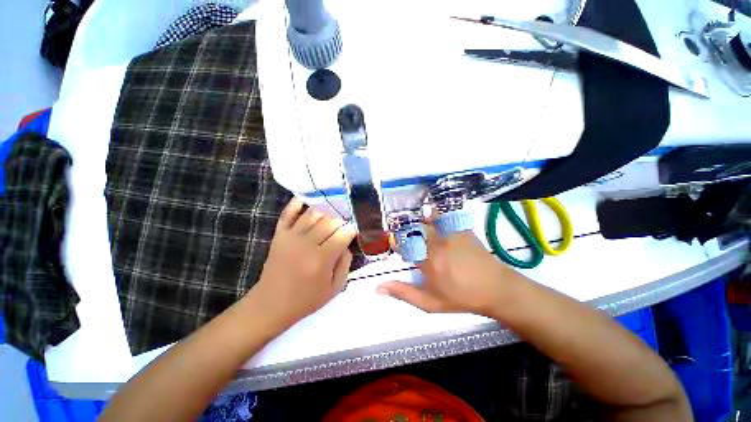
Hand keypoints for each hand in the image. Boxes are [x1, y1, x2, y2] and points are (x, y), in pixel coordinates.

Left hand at [250, 198, 355, 328]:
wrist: (271, 304)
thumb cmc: (306, 299)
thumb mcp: (335, 288)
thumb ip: (345, 263)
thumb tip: (346, 244)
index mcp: (321, 259)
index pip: (343, 234)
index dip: (351, 230)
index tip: (353, 232)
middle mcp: (306, 244)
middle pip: (330, 221)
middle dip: (341, 221)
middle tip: (344, 226)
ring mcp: (291, 236)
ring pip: (313, 213)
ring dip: (326, 212)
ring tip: (332, 217)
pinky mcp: (279, 234)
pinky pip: (288, 213)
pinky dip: (297, 203)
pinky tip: (307, 199)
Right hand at [377, 223, 523, 316]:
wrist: (495, 289)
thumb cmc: (460, 298)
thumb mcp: (429, 303)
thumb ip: (403, 293)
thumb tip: (378, 288)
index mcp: (426, 261)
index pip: (403, 245)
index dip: (397, 243)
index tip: (398, 247)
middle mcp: (436, 243)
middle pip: (414, 228)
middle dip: (406, 230)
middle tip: (407, 236)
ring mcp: (450, 234)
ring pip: (428, 218)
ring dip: (419, 219)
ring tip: (417, 223)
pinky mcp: (461, 228)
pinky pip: (445, 216)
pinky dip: (436, 214)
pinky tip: (433, 216)